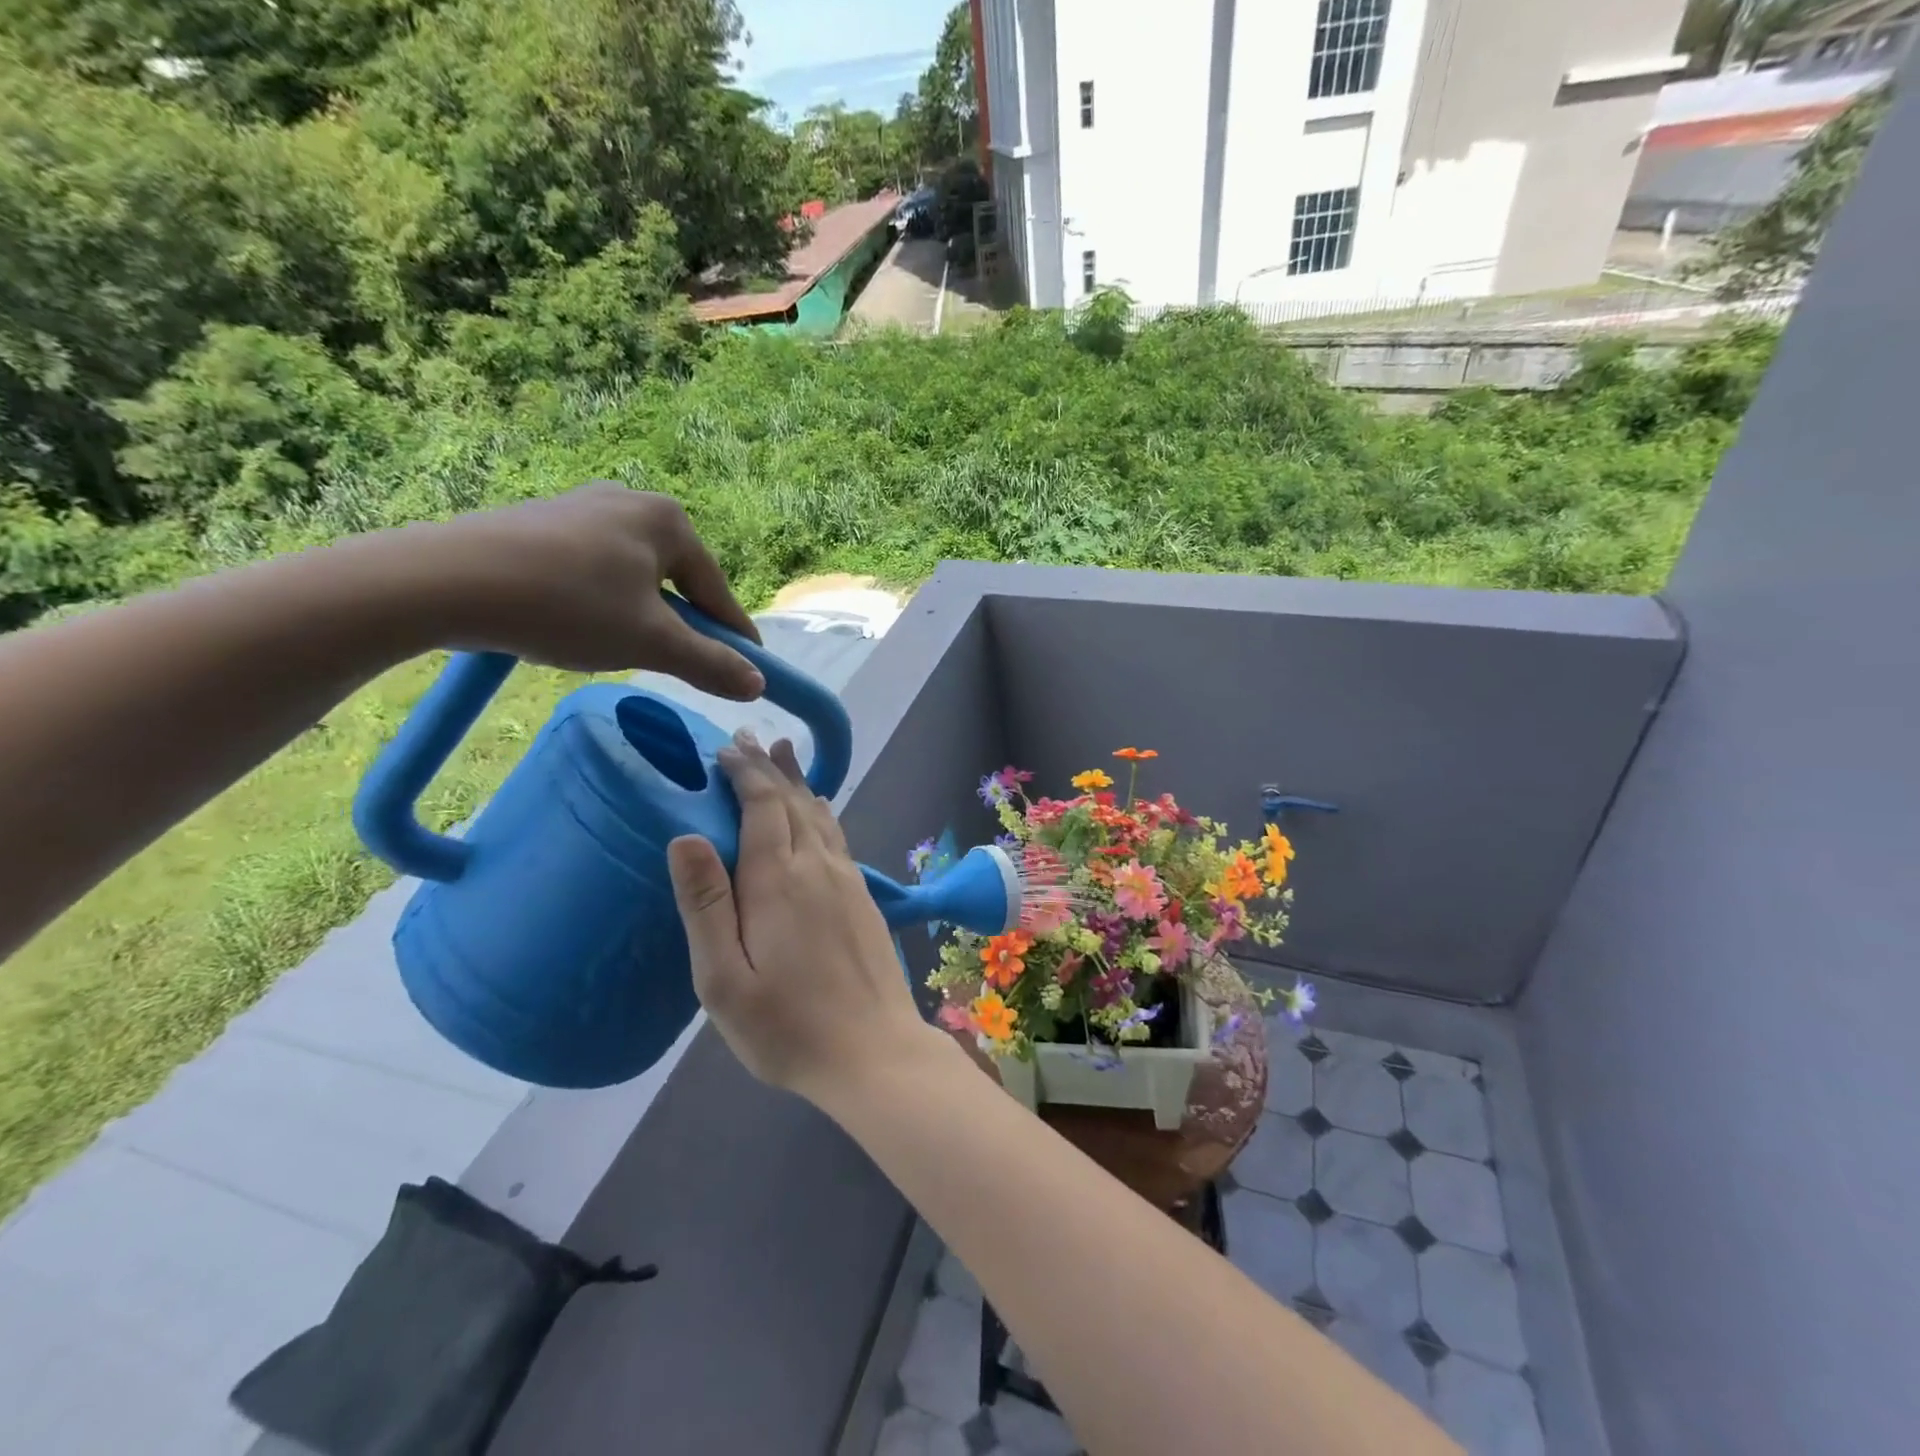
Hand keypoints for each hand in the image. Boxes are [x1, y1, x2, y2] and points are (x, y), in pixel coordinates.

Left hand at [419, 481, 766, 698]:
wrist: (447, 581)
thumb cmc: (569, 606)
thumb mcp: (651, 643)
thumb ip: (710, 663)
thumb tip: (757, 684)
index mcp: (667, 520)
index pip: (716, 590)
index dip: (734, 635)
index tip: (751, 668)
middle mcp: (629, 501)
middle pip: (675, 580)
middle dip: (681, 623)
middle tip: (680, 663)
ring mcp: (580, 506)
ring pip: (633, 576)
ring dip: (640, 614)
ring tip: (622, 648)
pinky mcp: (539, 521)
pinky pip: (592, 569)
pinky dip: (600, 601)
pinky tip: (577, 625)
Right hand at [666, 730, 938, 1102]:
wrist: (874, 1053)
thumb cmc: (787, 1027)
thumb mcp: (724, 980)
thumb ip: (705, 905)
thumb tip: (684, 836)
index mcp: (779, 880)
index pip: (763, 805)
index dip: (746, 772)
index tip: (727, 749)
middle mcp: (818, 867)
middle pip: (794, 801)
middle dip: (770, 767)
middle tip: (750, 738)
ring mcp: (848, 881)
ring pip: (820, 815)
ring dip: (799, 783)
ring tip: (784, 754)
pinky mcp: (864, 899)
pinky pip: (837, 838)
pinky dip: (822, 812)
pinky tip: (819, 812)